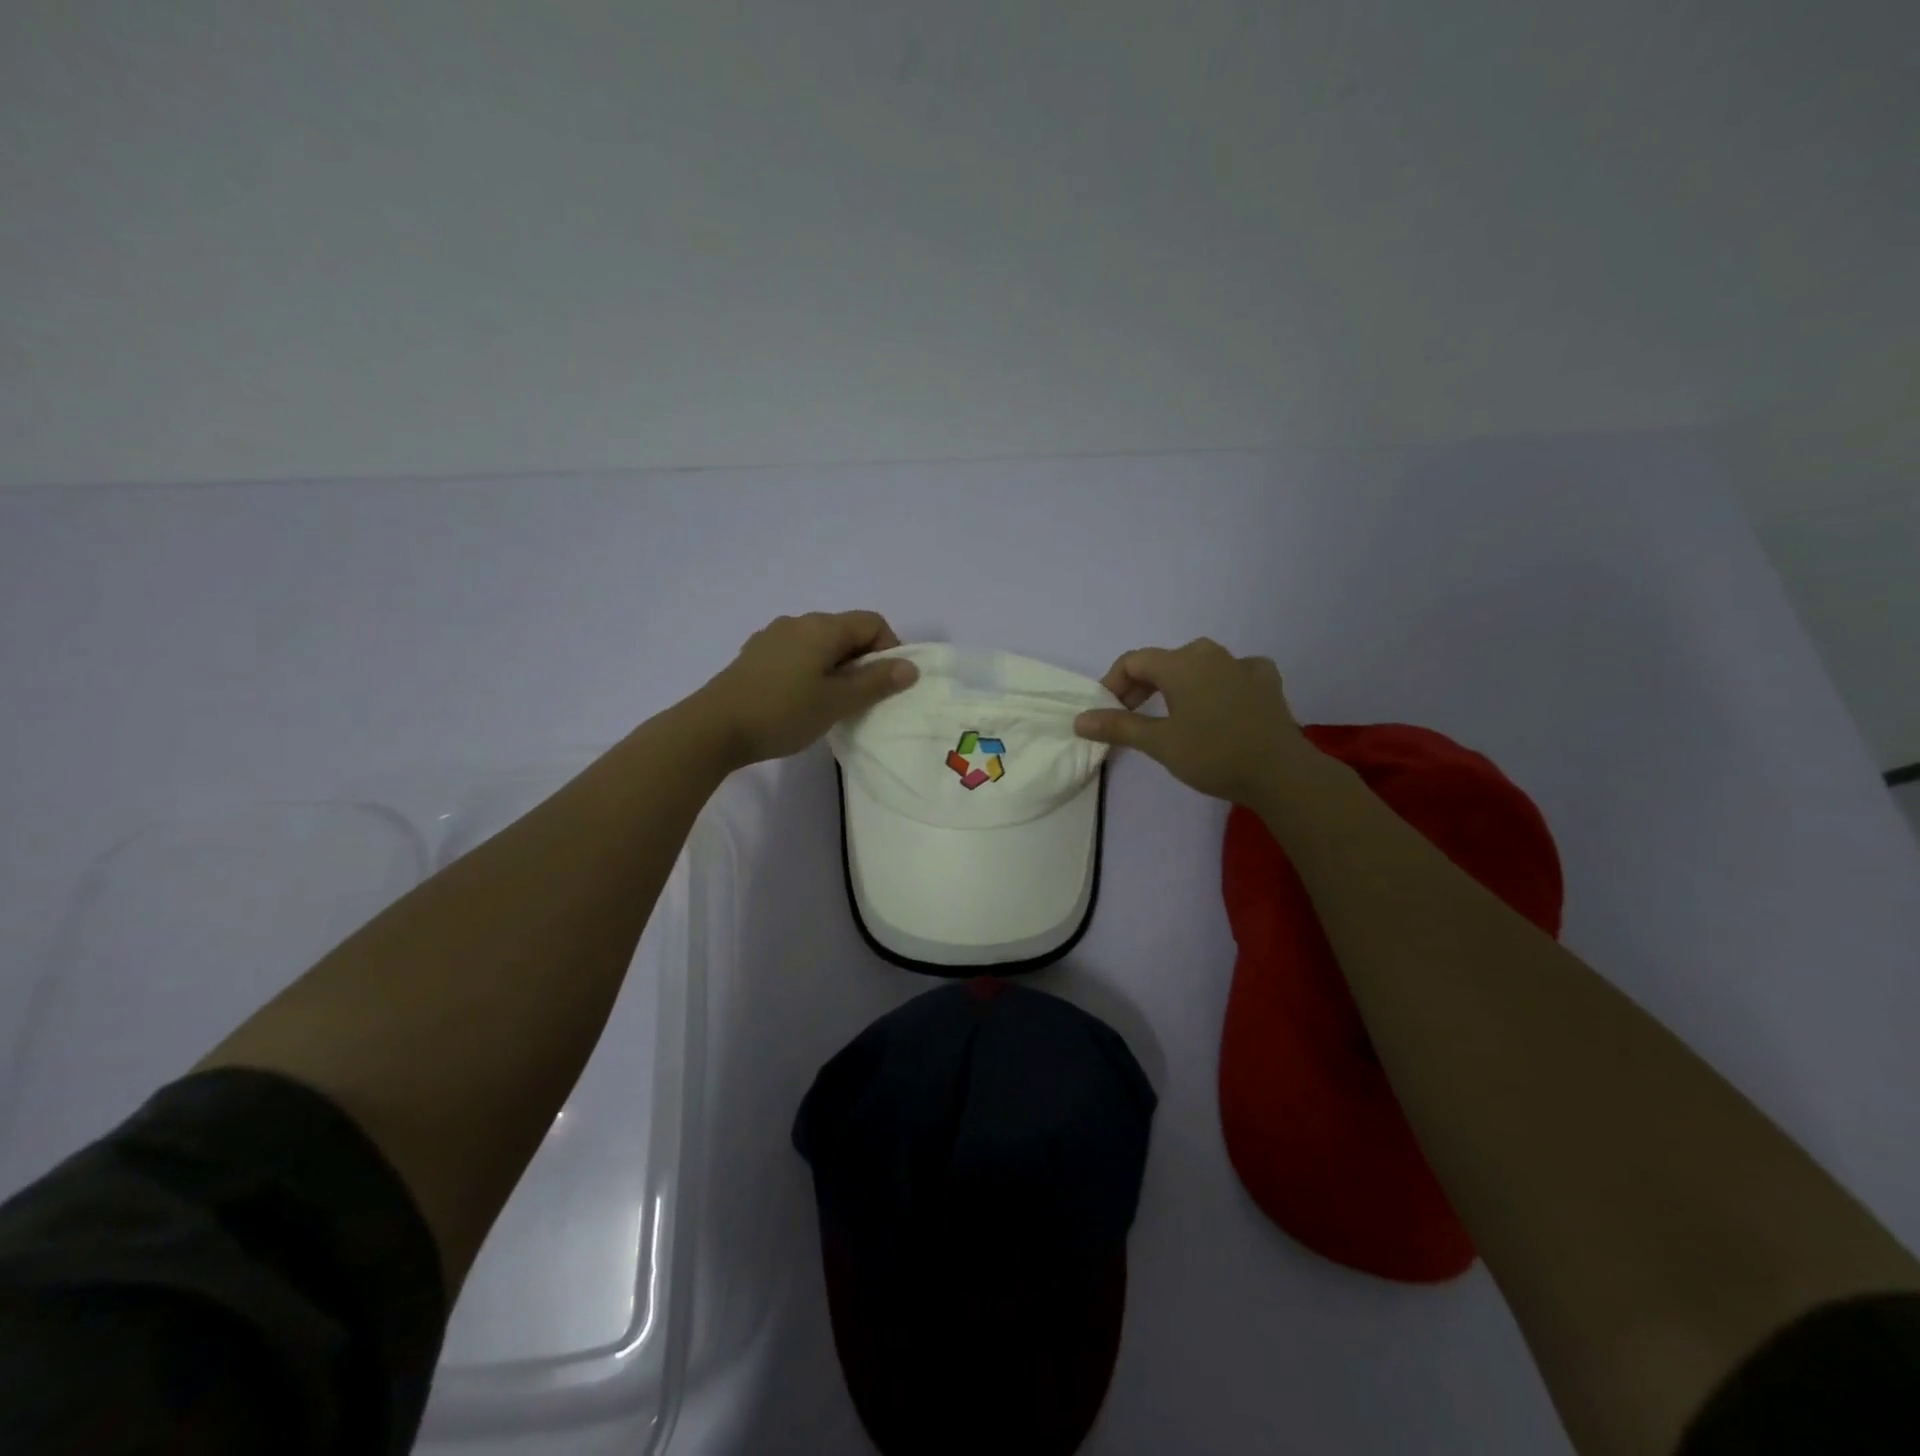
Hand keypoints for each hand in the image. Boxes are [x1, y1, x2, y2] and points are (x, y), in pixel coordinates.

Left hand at [694, 611, 918, 768]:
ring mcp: (772, 637)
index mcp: (822, 627)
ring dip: (836, 667)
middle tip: (863, 699)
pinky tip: (801, 700)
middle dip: (863, 660)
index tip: (886, 684)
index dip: (889, 649)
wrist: (713, 728)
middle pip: (846, 631)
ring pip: (820, 644)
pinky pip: (796, 654)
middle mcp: (798, 622)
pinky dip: (811, 670)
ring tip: (833, 703)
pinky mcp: (754, 656)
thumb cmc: (783, 712)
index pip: (872, 622)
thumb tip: (910, 667)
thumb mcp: (837, 701)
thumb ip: (876, 682)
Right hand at [1073, 638, 1316, 803]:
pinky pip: (1232, 673)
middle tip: (1131, 718)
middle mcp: (1210, 654)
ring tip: (1171, 715)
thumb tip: (1080, 719)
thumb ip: (1118, 726)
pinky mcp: (1266, 682)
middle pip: (1164, 661)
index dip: (1113, 684)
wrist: (1281, 773)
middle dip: (1141, 686)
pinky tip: (1219, 703)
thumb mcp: (1159, 743)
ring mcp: (1242, 665)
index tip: (1107, 713)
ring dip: (1177, 685)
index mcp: (1181, 663)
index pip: (1133, 661)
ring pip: (1198, 666)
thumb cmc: (1213, 754)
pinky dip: (1217, 685)